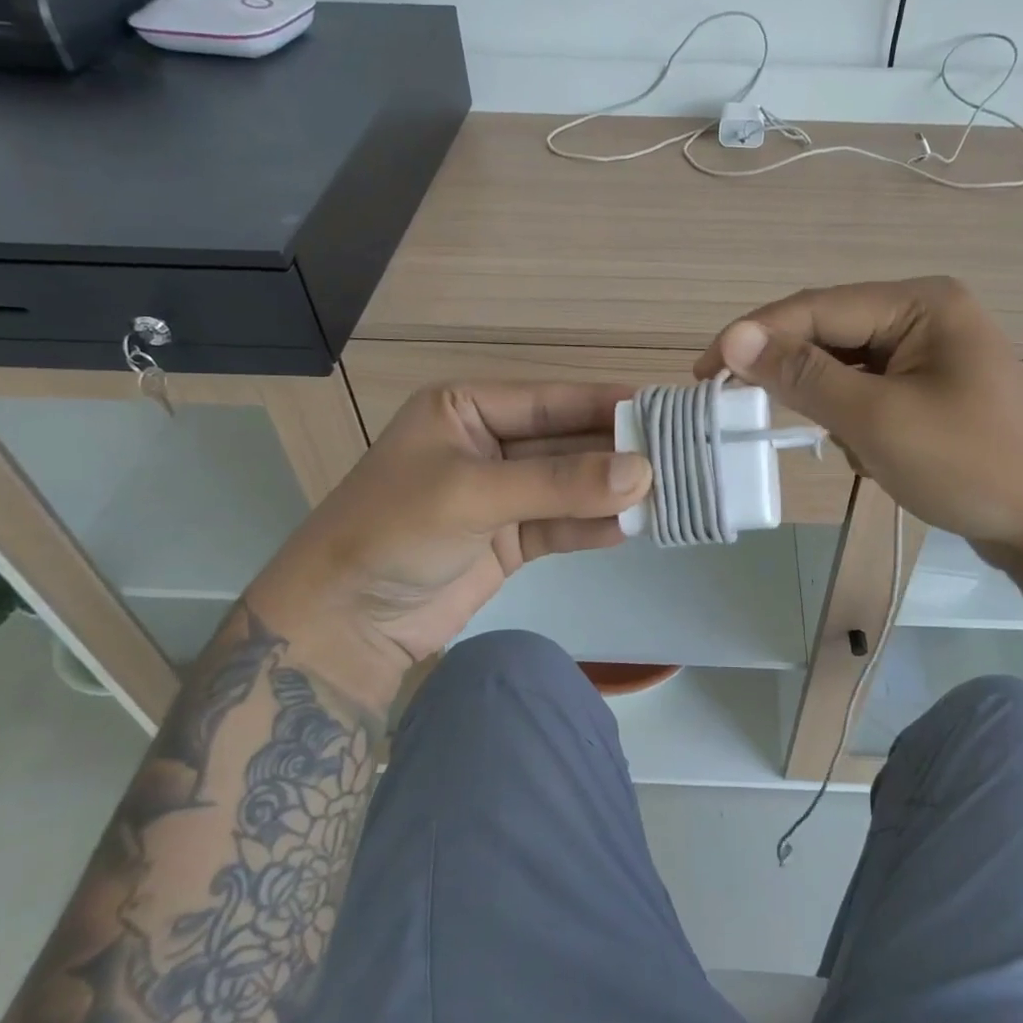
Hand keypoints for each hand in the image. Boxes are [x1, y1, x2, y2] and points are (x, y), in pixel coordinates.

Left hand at [246, 382, 649, 696]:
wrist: (343, 623)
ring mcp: (501, 496)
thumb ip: (558, 483)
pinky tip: (633, 528)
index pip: (550, 399)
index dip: (604, 403)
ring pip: (569, 486)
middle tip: (679, 456)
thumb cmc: (393, 532)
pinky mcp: (509, 541)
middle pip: (566, 442)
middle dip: (616, 452)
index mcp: (466, 409)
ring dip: (612, 492)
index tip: (663, 408)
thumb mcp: (472, 494)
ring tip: (669, 493)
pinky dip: (593, 527)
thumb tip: (641, 472)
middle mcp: (488, 445)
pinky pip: (561, 526)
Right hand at [695, 277, 1022, 587]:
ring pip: (842, 365)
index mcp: (918, 302)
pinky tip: (863, 451)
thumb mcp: (878, 419)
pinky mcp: (929, 389)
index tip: (702, 373)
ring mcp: (928, 353)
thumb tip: (735, 341)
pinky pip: (866, 391)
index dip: (752, 337)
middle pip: (827, 332)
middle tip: (734, 405)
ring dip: (822, 401)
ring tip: (830, 441)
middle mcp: (922, 314)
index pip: (813, 308)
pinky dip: (849, 419)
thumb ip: (803, 376)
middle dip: (787, 371)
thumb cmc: (972, 465)